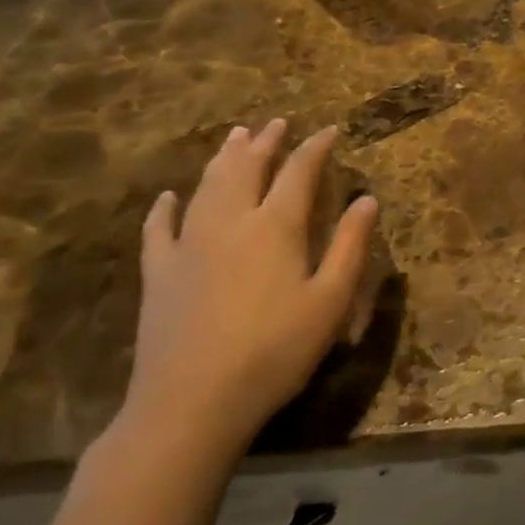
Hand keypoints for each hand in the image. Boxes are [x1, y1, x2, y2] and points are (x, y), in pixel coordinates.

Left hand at [121, 119, 379, 466]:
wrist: (192, 401)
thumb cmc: (275, 351)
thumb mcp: (330, 301)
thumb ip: (348, 246)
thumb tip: (367, 199)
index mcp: (275, 228)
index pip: (298, 173)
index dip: (314, 148)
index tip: (329, 130)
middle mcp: (230, 223)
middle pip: (247, 169)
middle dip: (265, 143)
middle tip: (276, 123)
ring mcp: (188, 246)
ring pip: (206, 187)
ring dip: (223, 159)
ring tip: (235, 137)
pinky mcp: (158, 273)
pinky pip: (159, 228)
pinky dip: (165, 207)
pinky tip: (169, 196)